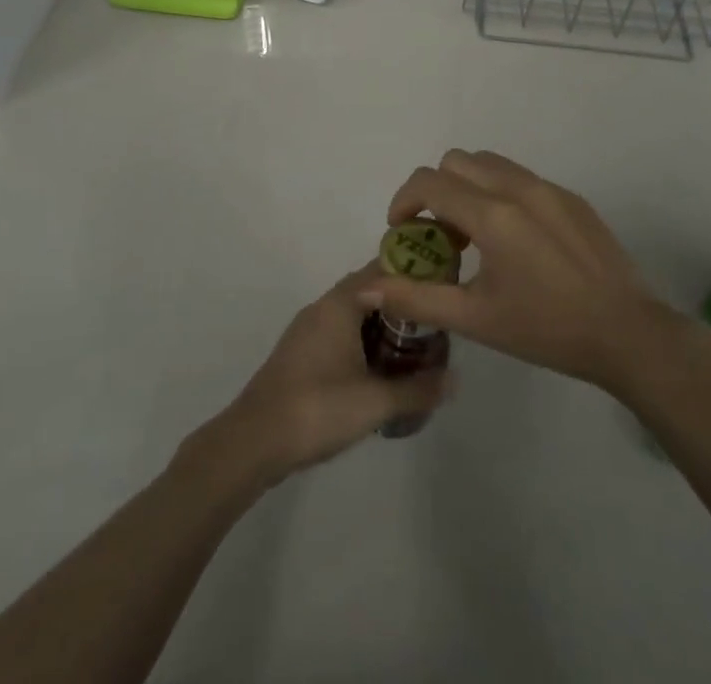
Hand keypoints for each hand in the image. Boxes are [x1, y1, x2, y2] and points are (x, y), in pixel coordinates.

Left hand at [199, 263, 453, 486]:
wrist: (255, 440)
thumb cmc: (318, 408)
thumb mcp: (375, 401)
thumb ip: (417, 389)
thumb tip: (455, 379)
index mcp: (340, 304)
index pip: (381, 270)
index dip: (412, 273)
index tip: (440, 285)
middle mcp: (322, 307)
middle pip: (368, 290)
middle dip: (400, 302)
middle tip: (433, 320)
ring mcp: (307, 329)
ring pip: (352, 313)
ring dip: (380, 322)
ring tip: (413, 345)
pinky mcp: (300, 353)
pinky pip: (339, 332)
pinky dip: (362, 339)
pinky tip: (379, 368)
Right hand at [370, 150, 686, 396]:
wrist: (628, 334)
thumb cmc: (547, 329)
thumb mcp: (476, 319)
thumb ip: (416, 298)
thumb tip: (367, 286)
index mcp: (493, 214)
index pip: (429, 182)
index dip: (404, 201)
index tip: (401, 232)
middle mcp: (518, 187)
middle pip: (456, 162)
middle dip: (436, 191)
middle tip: (440, 237)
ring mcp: (549, 188)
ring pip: (489, 164)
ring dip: (468, 187)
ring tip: (475, 235)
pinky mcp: (571, 197)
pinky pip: (520, 178)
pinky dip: (500, 194)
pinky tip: (516, 242)